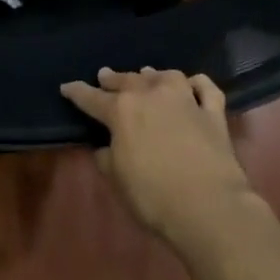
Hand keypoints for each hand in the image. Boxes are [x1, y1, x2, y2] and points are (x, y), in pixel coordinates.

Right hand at [60, 67, 253, 241]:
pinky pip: (205, 88)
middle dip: (113, 78)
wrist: (209, 206)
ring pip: (165, 76)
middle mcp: (152, 95)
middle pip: (128, 80)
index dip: (77, 92)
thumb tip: (106, 147)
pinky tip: (192, 84)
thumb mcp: (117, 180)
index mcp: (122, 111)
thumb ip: (107, 157)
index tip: (67, 86)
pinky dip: (196, 83)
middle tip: (104, 75)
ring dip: (152, 75)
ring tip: (145, 74)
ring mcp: (185, 100)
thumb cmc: (154, 196)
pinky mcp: (213, 112)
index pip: (92, 98)